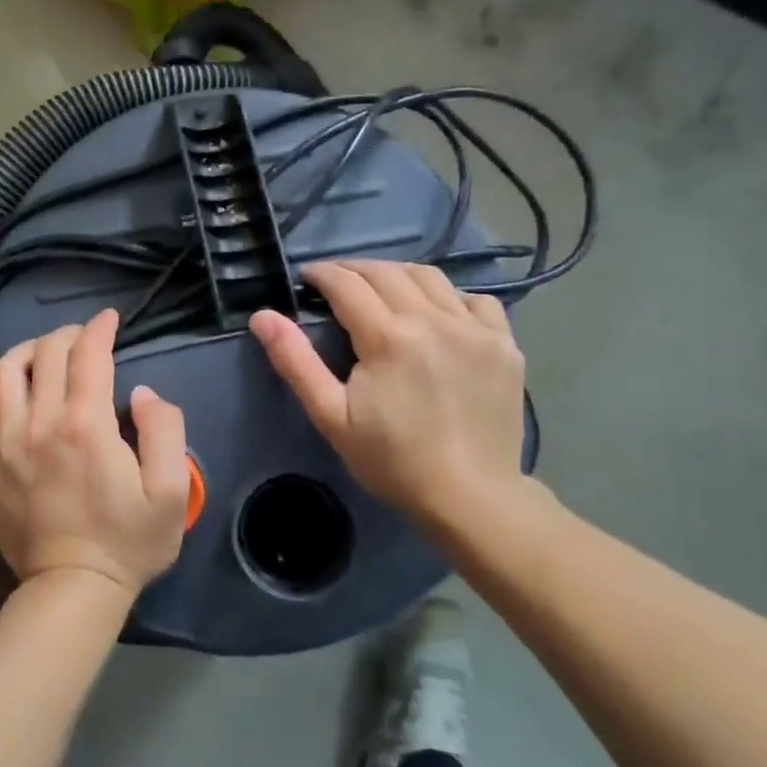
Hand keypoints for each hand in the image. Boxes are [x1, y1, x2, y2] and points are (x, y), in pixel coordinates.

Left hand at [0, 308, 190, 596]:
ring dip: (29, 351)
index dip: (99, 328)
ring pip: (6, 372)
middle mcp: (39, 424)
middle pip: (46, 353)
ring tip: (47, 353)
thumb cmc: (128, 542)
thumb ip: (164, 429)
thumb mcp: (170, 491)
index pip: (87, 354)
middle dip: (68, 334)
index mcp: (85, 425)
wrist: (70, 590)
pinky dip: (9, 391)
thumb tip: (140, 393)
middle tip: (86, 337)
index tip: (109, 319)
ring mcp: (5, 444)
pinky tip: (25, 399)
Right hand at [249, 261, 528, 532]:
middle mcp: (434, 320)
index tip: (306, 278)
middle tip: (335, 283)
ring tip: (380, 290)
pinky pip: (476, 300)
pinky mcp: (504, 344)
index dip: (321, 274)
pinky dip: (450, 296)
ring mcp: (475, 329)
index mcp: (389, 337)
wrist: (470, 497)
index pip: (347, 283)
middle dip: (353, 269)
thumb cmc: (392, 460)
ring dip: (397, 275)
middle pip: (386, 272)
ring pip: (430, 277)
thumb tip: (262, 315)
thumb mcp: (331, 416)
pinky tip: (437, 314)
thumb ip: (295, 361)